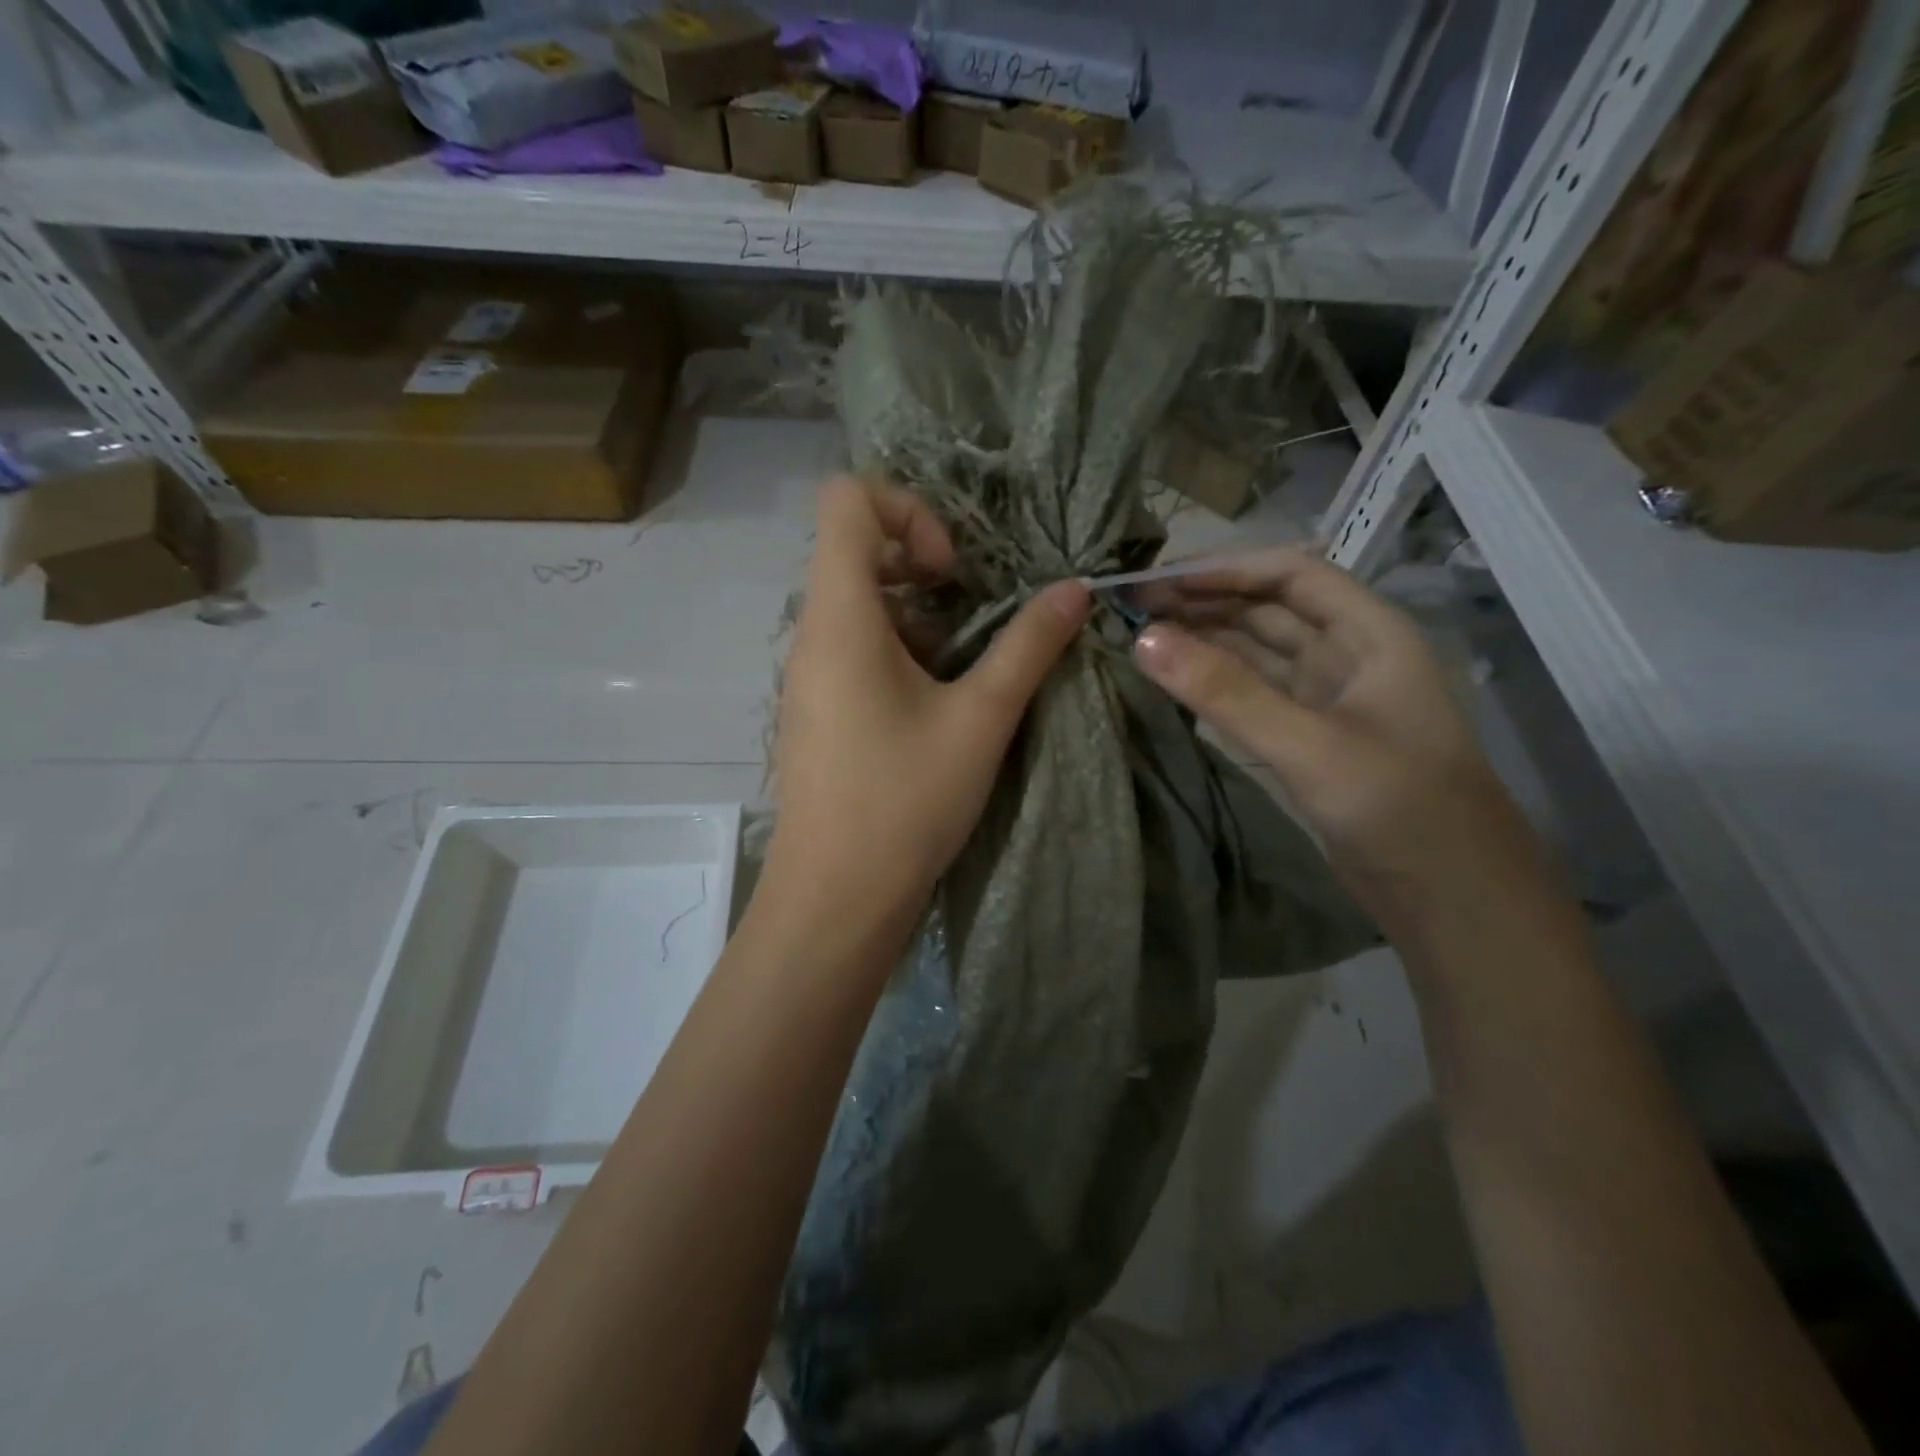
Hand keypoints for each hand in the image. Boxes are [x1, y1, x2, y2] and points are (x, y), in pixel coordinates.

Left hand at [763, 477, 1089, 937]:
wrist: (836, 899)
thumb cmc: (904, 802)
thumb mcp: (980, 720)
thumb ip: (1028, 647)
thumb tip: (1075, 590)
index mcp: (840, 617)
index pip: (845, 501)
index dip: (907, 511)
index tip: (952, 572)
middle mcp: (812, 634)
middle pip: (855, 551)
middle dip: (924, 567)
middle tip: (974, 613)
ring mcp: (809, 675)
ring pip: (860, 606)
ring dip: (921, 619)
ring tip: (968, 669)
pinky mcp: (818, 711)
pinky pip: (855, 651)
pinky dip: (902, 654)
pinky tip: (941, 706)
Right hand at [1132, 548, 1531, 920]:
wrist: (1452, 900)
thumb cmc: (1398, 809)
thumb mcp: (1309, 746)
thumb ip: (1226, 692)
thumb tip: (1144, 639)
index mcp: (1370, 633)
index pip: (1290, 574)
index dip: (1223, 570)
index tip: (1157, 583)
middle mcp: (1349, 655)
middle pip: (1269, 610)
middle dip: (1205, 603)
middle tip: (1131, 610)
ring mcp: (1328, 699)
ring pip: (1258, 652)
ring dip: (1205, 641)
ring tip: (1141, 638)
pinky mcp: (1309, 739)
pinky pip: (1254, 694)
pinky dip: (1216, 684)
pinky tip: (1176, 682)